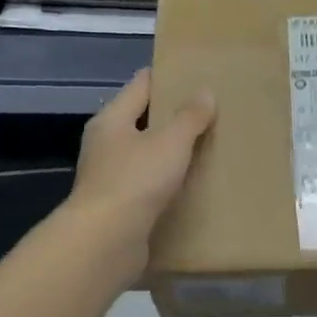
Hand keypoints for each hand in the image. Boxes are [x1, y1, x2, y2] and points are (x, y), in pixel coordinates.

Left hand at [67, 69, 215, 272]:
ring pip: (146, 154)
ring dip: (171, 152)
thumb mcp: (170, 142)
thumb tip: (205, 92)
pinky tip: (191, 185)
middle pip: (142, 120)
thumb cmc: (136, 181)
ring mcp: (110, 176)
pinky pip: (148, 184)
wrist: (106, 241)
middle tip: (210, 112)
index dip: (167, 77)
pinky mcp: (119, 206)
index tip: (196, 75)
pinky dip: (168, 181)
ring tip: (207, 148)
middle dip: (173, 116)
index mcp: (112, 120)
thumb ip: (189, 117)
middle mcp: (106, 144)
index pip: (141, 85)